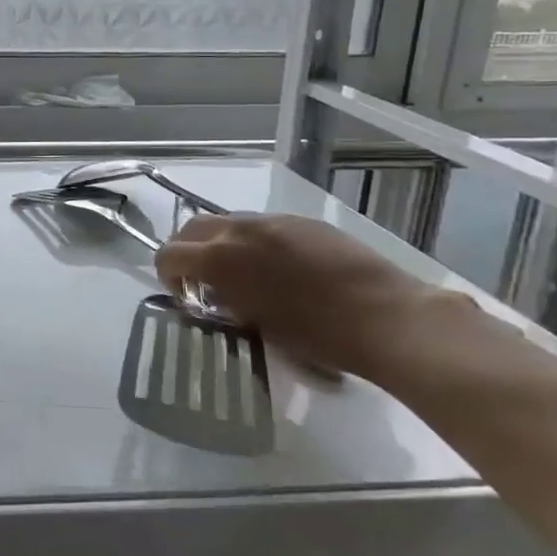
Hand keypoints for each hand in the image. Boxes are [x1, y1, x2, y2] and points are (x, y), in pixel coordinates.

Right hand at [155, 213, 466, 379]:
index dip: (168, 275)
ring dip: (221, 244)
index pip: (170, 254)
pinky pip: (263, 226)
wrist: (387, 317)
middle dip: (188, 251)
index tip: (184, 296)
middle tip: (202, 281)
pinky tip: (280, 269)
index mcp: (221, 258)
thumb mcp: (255, 323)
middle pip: (193, 228)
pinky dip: (254, 242)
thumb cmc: (318, 334)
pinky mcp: (303, 222)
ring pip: (228, 223)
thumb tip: (213, 295)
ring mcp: (274, 221)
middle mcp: (240, 229)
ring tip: (243, 275)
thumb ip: (225, 300)